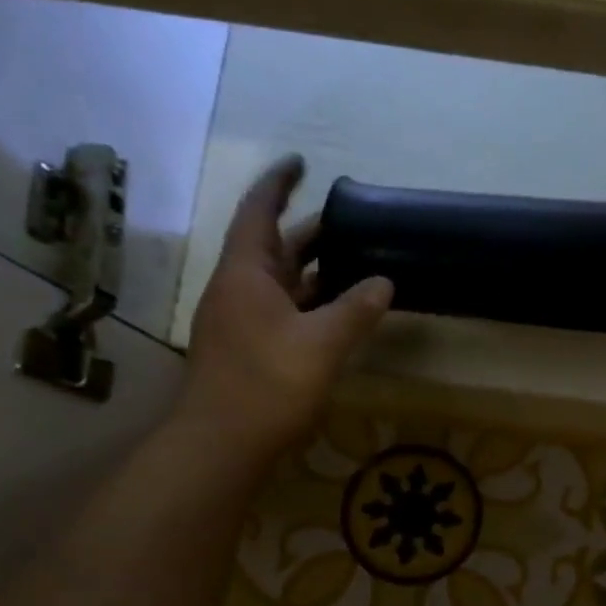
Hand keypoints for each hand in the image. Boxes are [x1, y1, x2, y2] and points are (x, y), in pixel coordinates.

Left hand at [175, 156, 392, 465]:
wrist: (221, 442)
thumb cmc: (268, 384)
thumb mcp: (322, 344)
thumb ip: (356, 310)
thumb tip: (384, 281)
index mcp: (247, 273)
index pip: (260, 212)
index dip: (279, 184)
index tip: (302, 163)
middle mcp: (239, 289)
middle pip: (274, 247)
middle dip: (310, 231)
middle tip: (352, 223)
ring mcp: (241, 321)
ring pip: (281, 282)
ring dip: (313, 271)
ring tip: (355, 262)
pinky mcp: (249, 349)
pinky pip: (283, 311)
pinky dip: (310, 303)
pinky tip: (338, 313)